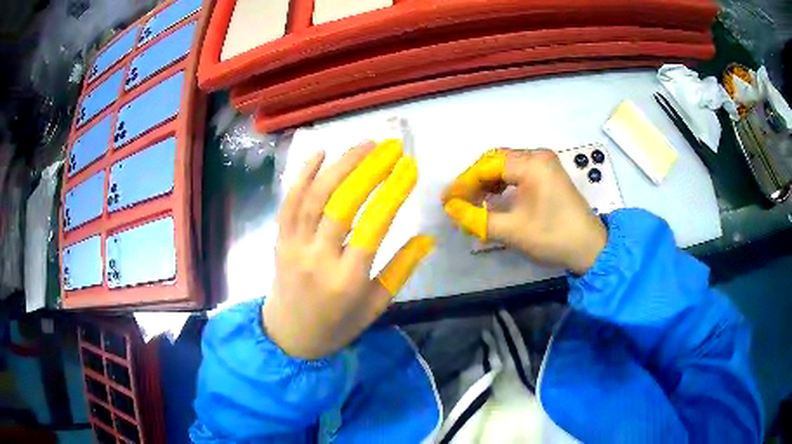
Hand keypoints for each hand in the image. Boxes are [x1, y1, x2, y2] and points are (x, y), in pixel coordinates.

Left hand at [265, 140, 432, 358]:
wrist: (288, 337)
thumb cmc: (337, 325)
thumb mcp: (375, 306)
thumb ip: (400, 270)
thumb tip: (427, 238)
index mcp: (347, 280)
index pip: (373, 226)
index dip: (393, 192)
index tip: (410, 166)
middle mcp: (318, 257)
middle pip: (341, 203)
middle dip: (367, 169)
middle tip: (389, 147)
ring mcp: (293, 246)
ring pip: (314, 197)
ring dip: (339, 165)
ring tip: (364, 145)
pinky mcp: (279, 239)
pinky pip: (288, 202)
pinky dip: (302, 175)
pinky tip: (320, 153)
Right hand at [442, 148, 605, 274]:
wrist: (590, 248)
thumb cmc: (552, 237)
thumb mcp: (512, 230)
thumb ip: (477, 218)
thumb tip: (450, 209)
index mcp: (531, 163)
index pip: (487, 166)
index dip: (463, 183)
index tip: (446, 201)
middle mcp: (537, 156)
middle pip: (495, 161)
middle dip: (474, 181)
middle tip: (458, 201)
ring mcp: (545, 163)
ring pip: (505, 166)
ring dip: (487, 182)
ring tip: (472, 202)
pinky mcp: (548, 173)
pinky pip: (518, 172)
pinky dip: (502, 184)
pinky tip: (493, 199)